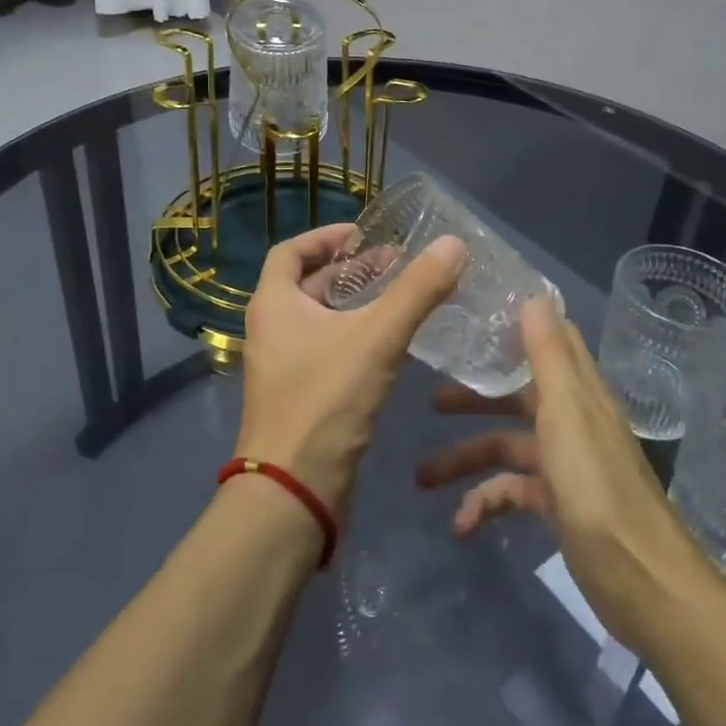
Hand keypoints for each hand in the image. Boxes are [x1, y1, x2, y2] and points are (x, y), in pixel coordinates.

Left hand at [238, 223, 466, 516]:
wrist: (293, 491)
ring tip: (403, 297)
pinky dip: (357, 336)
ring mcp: (284, 364)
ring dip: (358, 303)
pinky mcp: (300, 394)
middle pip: (309, 283)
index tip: (365, 234)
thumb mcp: (376, 338)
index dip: (327, 237)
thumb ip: (417, 290)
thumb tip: (454, 243)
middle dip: (353, 270)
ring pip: (322, 319)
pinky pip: (329, 349)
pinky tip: (394, 343)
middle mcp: (272, 328)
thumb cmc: (325, 401)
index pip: (291, 252)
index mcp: (273, 304)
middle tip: (398, 263)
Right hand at [414, 294, 708, 653]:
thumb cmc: (597, 487)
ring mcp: (564, 464)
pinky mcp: (556, 504)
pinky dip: (484, 505)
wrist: (640, 581)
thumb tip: (534, 294)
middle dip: (473, 397)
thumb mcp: (567, 413)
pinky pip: (510, 493)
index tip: (472, 316)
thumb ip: (548, 356)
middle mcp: (571, 420)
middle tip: (429, 400)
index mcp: (577, 391)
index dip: (515, 324)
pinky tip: (461, 525)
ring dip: (465, 459)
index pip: (550, 341)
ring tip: (422, 477)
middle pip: (515, 394)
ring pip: (505, 447)